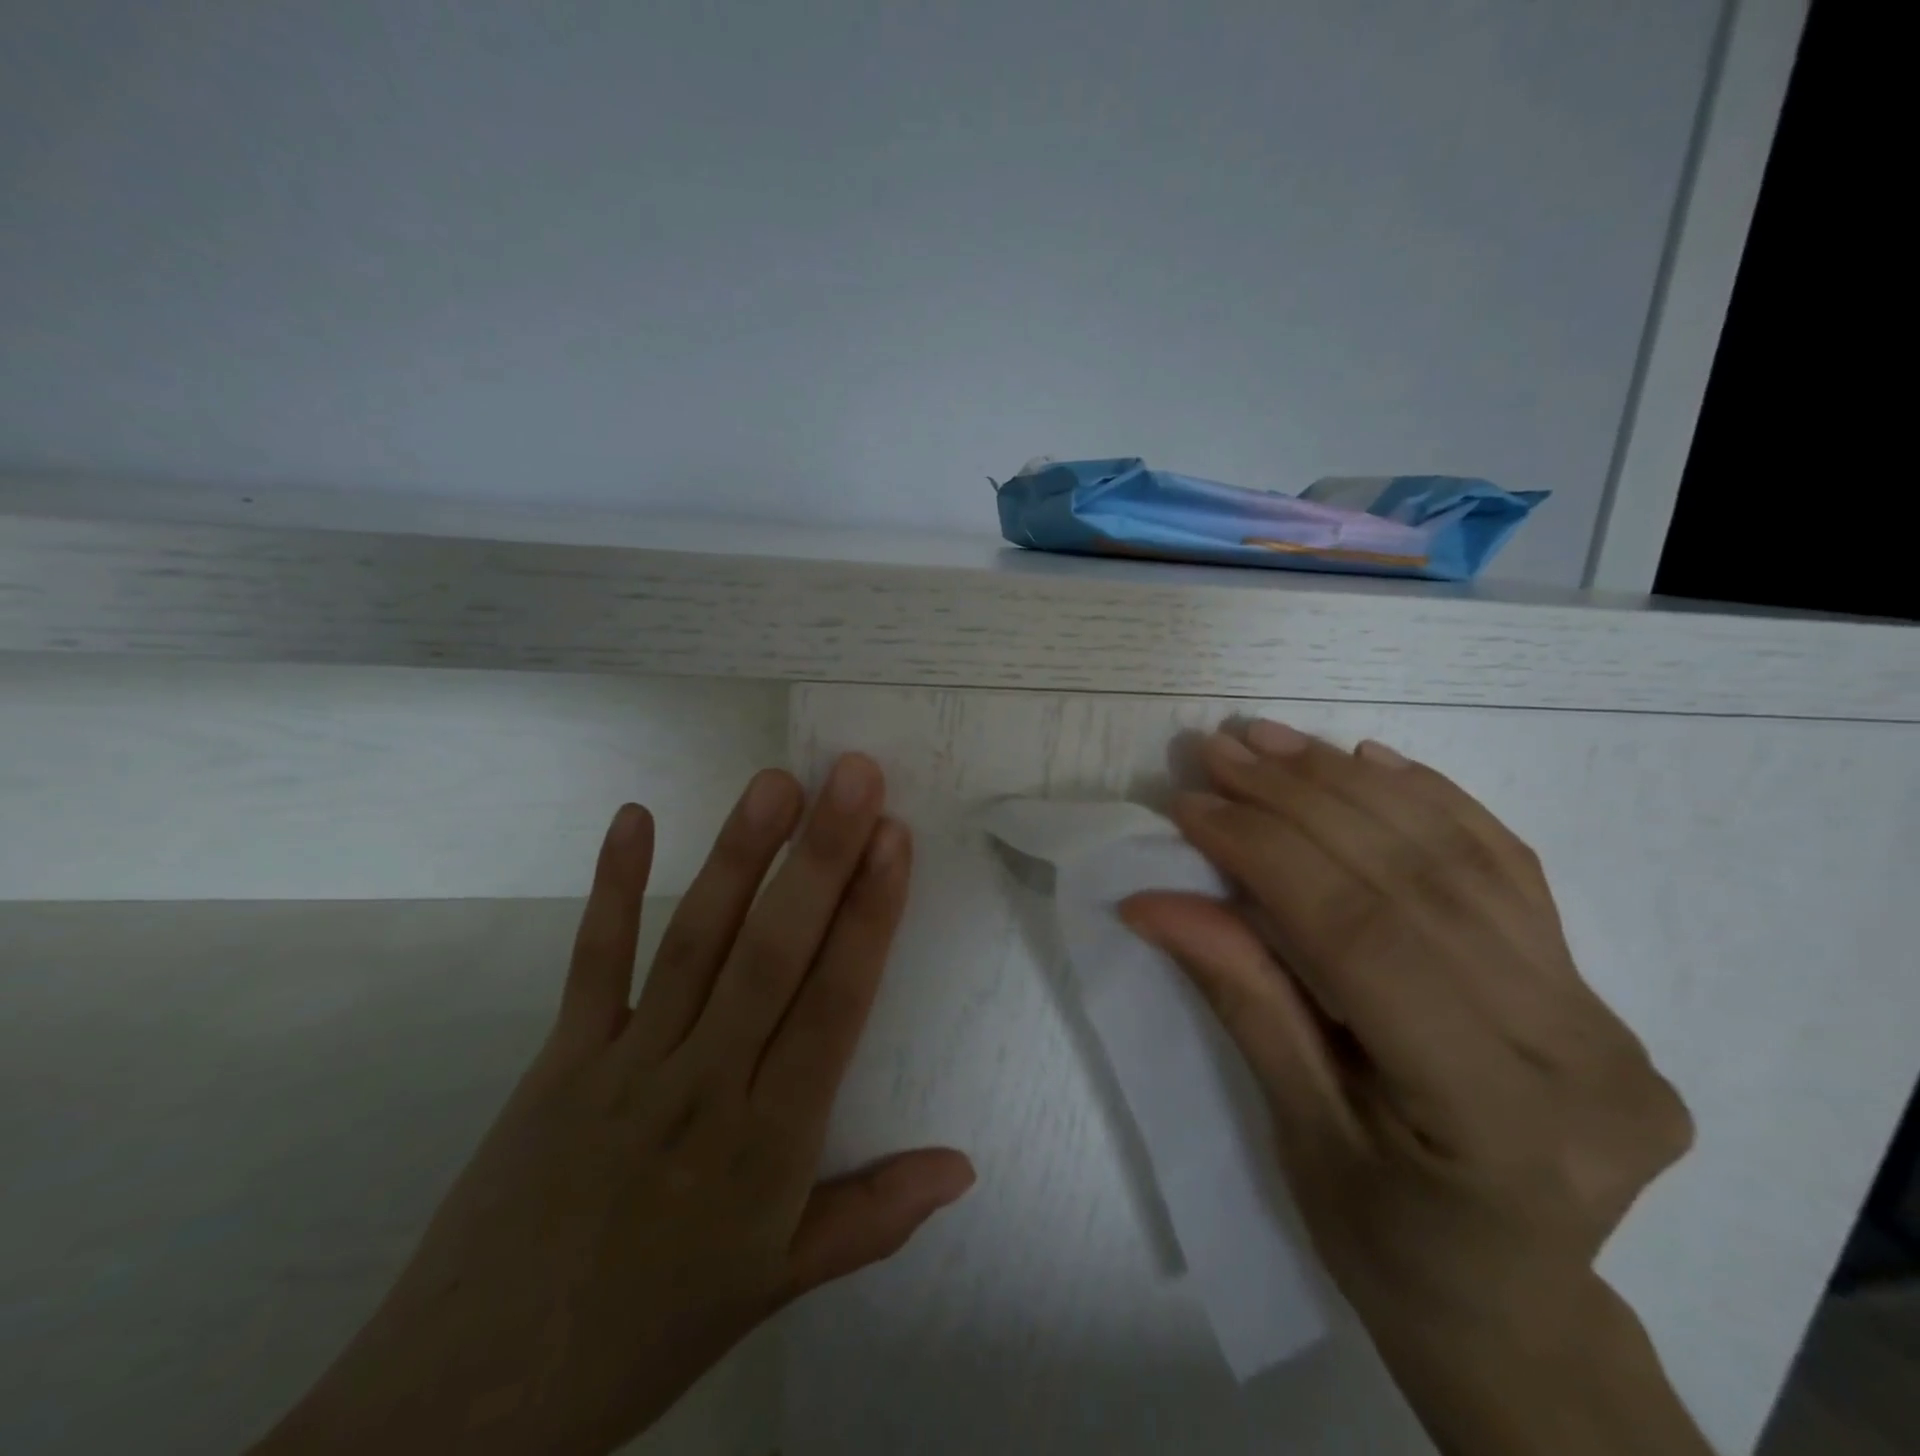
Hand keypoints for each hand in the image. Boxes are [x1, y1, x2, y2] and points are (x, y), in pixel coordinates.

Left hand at [255, 756, 973, 1455]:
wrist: (470, 1403)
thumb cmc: (649, 1329)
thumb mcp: (776, 1285)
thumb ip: (875, 1216)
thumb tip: (965, 1167)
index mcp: (767, 1144)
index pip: (833, 1004)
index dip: (868, 916)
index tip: (894, 838)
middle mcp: (703, 1085)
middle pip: (771, 953)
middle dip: (820, 857)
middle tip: (854, 776)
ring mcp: (626, 1063)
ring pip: (694, 941)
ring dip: (738, 856)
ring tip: (776, 784)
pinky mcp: (560, 1057)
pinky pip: (593, 962)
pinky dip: (613, 886)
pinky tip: (635, 817)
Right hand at [1122, 721, 1702, 1453]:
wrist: (1511, 1305)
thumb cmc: (1386, 1244)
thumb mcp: (1298, 1131)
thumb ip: (1242, 997)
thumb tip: (1152, 899)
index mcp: (1501, 1118)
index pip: (1361, 937)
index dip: (1266, 855)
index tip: (1190, 804)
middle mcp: (1579, 1050)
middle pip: (1413, 881)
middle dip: (1298, 800)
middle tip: (1217, 751)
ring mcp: (1602, 1010)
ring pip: (1457, 857)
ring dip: (1349, 784)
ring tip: (1270, 741)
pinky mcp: (1594, 984)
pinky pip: (1505, 862)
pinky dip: (1429, 799)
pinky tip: (1367, 757)